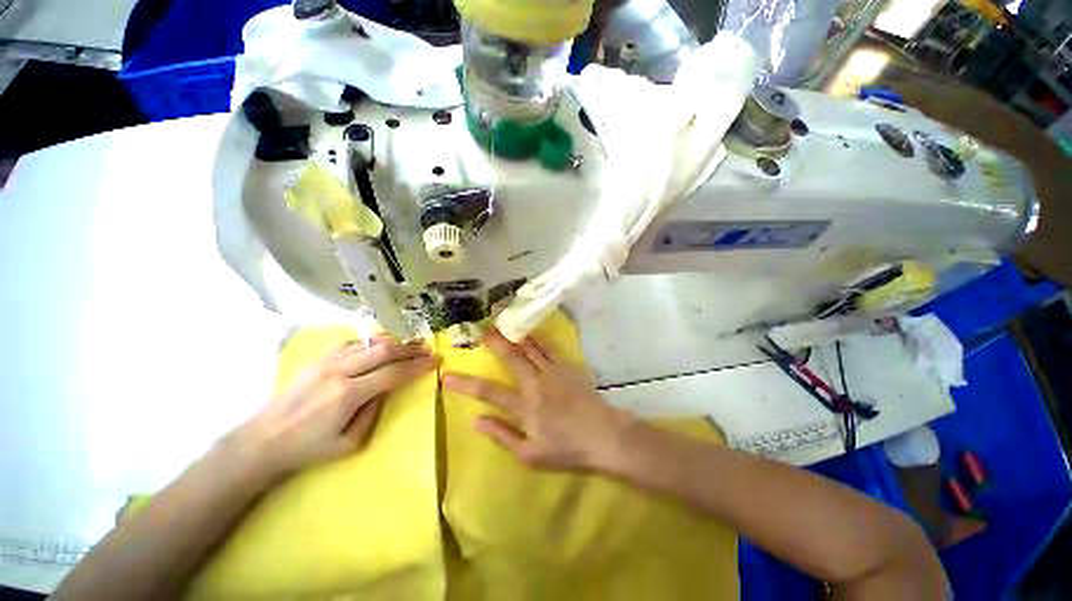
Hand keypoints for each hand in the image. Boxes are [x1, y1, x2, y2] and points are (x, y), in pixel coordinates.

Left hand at [235, 336, 439, 476]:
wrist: (262, 441)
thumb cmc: (307, 448)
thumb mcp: (349, 443)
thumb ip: (374, 413)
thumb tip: (386, 390)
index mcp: (348, 394)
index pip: (393, 373)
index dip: (417, 366)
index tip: (435, 360)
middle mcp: (339, 371)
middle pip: (384, 350)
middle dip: (410, 348)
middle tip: (427, 348)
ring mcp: (326, 362)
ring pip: (368, 342)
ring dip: (394, 342)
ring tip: (410, 343)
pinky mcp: (317, 359)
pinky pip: (351, 343)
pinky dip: (371, 342)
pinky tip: (379, 345)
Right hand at [442, 329, 633, 470]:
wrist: (603, 435)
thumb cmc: (566, 449)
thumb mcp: (530, 455)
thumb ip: (502, 436)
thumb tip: (476, 421)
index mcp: (524, 406)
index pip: (488, 392)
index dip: (466, 384)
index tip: (448, 376)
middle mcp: (534, 383)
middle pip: (510, 358)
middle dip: (494, 343)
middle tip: (482, 329)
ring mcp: (552, 371)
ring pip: (529, 348)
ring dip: (514, 335)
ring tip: (502, 322)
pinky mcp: (567, 366)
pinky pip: (549, 347)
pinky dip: (538, 337)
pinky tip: (531, 329)